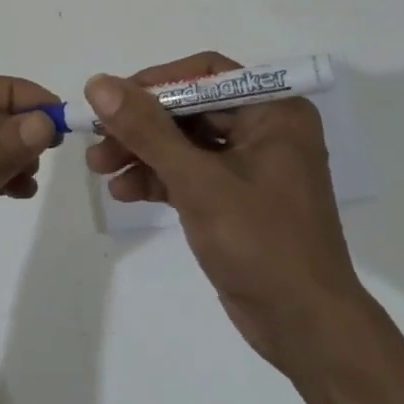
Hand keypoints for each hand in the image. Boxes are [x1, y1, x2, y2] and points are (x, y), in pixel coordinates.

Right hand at [84, 52, 364, 375]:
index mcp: (274, 110)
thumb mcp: (198, 181)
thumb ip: (147, 130)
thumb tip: (99, 83)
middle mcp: (266, 128)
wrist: (306, 329)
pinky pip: (191, 173)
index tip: (112, 99)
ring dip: (143, 153)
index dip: (155, 83)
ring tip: (99, 168)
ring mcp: (252, 165)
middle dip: (141, 126)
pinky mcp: (237, 198)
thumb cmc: (261, 242)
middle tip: (97, 141)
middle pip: (190, 109)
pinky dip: (159, 179)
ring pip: (186, 143)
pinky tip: (124, 192)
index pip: (205, 74)